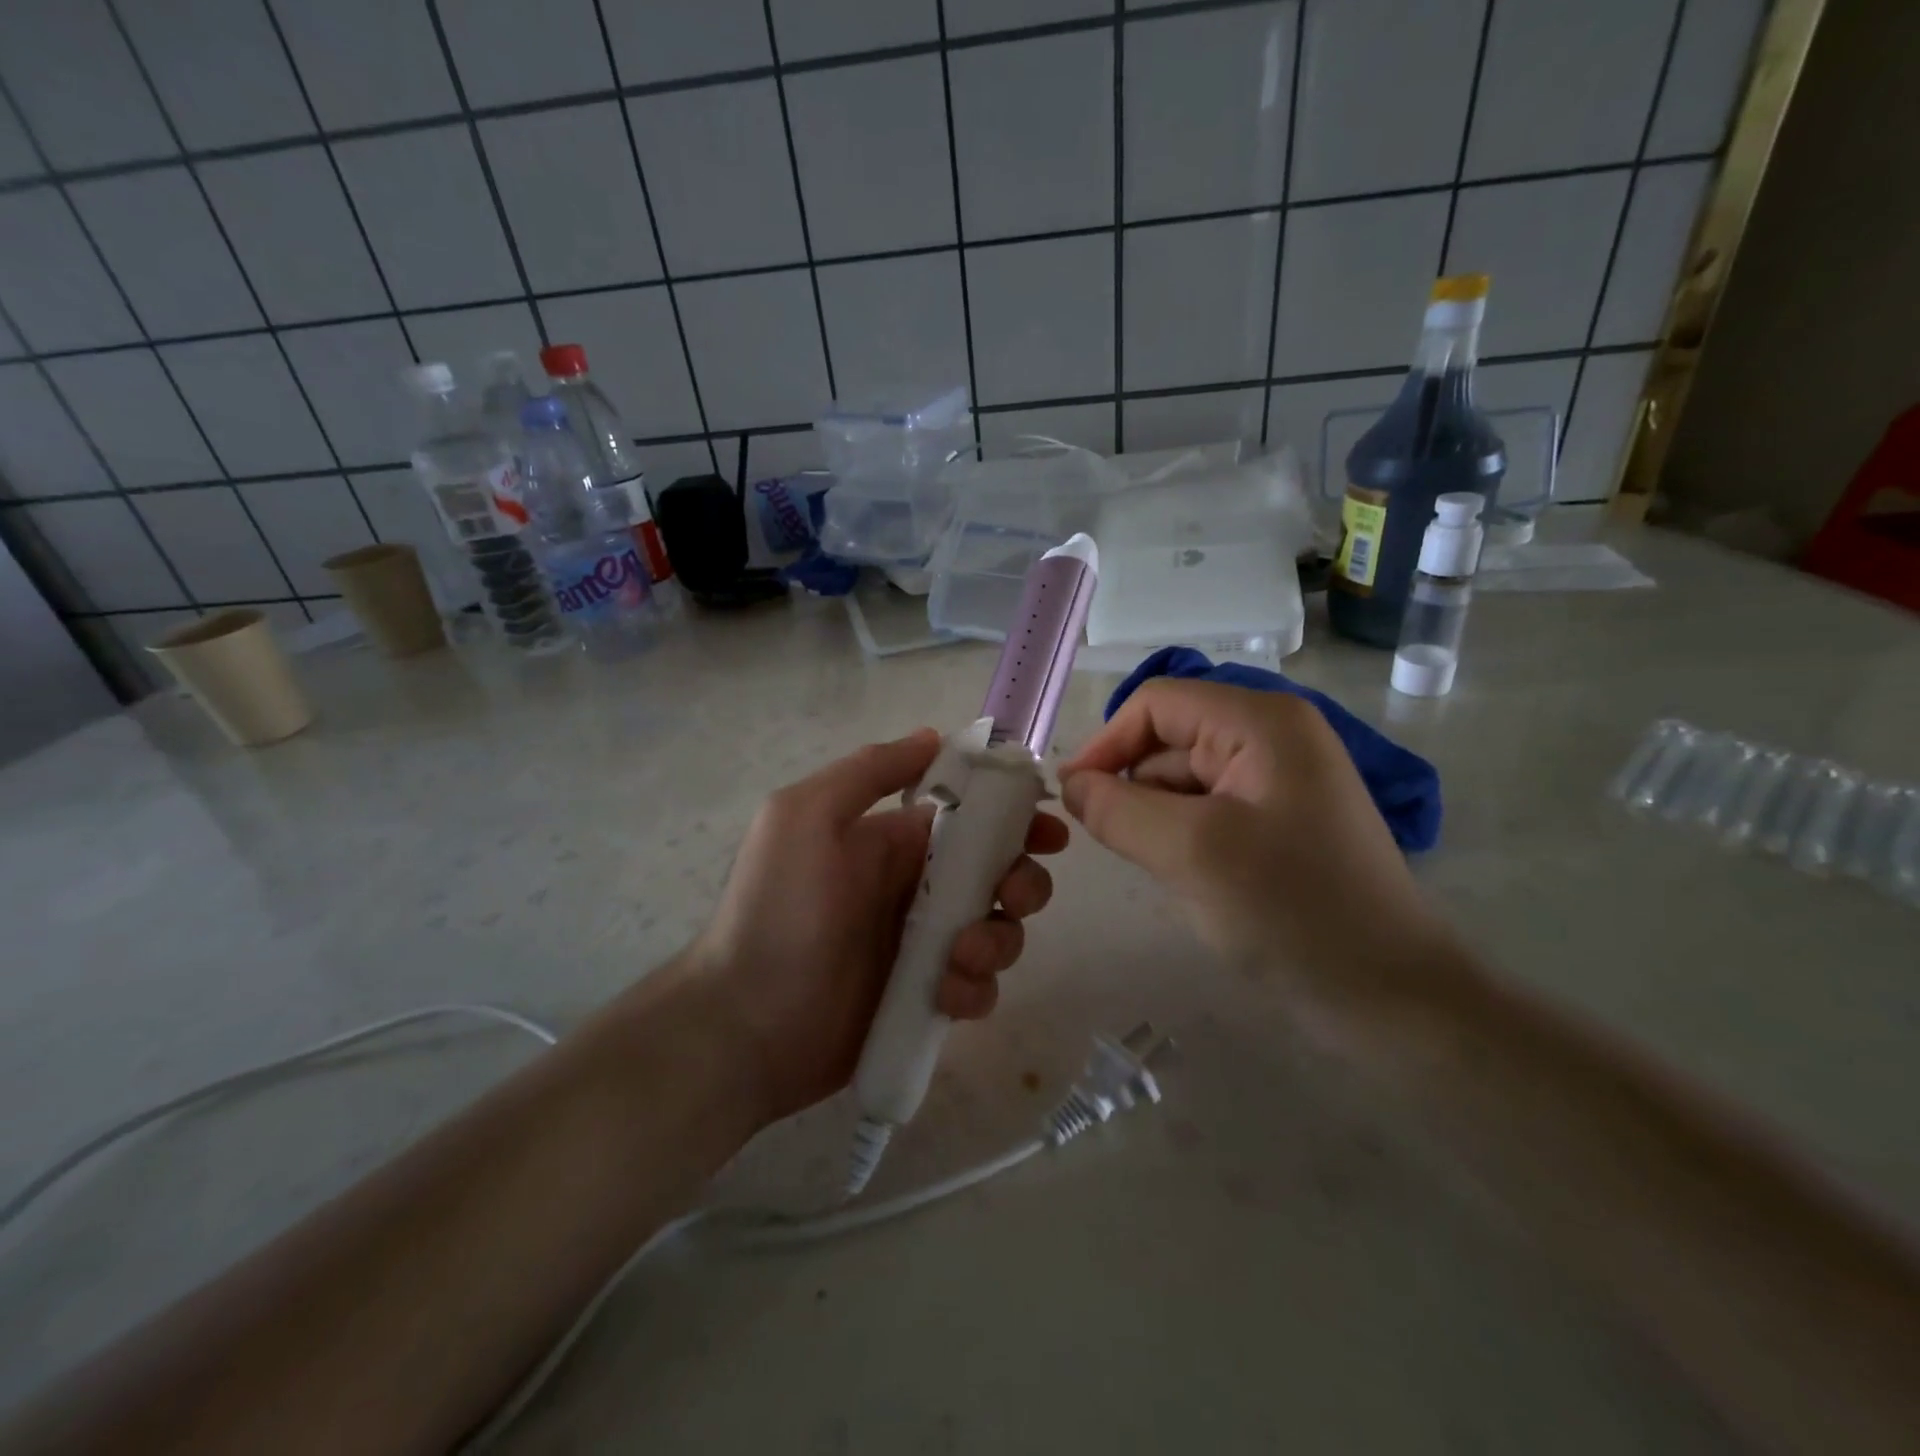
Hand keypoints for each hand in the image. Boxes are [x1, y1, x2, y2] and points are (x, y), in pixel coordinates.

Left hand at [688, 730, 1068, 1123]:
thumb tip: (934, 737)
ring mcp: (925, 946)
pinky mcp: (927, 999)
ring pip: (999, 930)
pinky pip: (979, 986)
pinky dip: (976, 989)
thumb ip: (869, 771)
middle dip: (1022, 882)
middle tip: (1011, 897)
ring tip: (959, 958)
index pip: (974, 817)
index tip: (1047, 833)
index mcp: (896, 841)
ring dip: (998, 940)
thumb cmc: (777, 909)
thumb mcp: (806, 816)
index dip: (1017, 819)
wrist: (744, 1022)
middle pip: (1001, 874)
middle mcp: (919, 887)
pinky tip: (946, 995)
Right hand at [1060, 680, 1444, 990]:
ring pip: (1183, 780)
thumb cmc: (1292, 910)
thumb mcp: (1190, 852)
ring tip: (1162, 868)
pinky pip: (1206, 812)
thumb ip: (1116, 809)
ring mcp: (1278, 781)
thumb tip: (1070, 785)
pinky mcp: (1278, 822)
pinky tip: (1186, 877)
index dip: (1106, 743)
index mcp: (1260, 722)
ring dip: (1155, 818)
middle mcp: (1272, 737)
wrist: (1390, 996)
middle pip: (1169, 740)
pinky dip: (1180, 837)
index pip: (1156, 704)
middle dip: (1133, 786)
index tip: (1071, 798)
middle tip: (1114, 844)